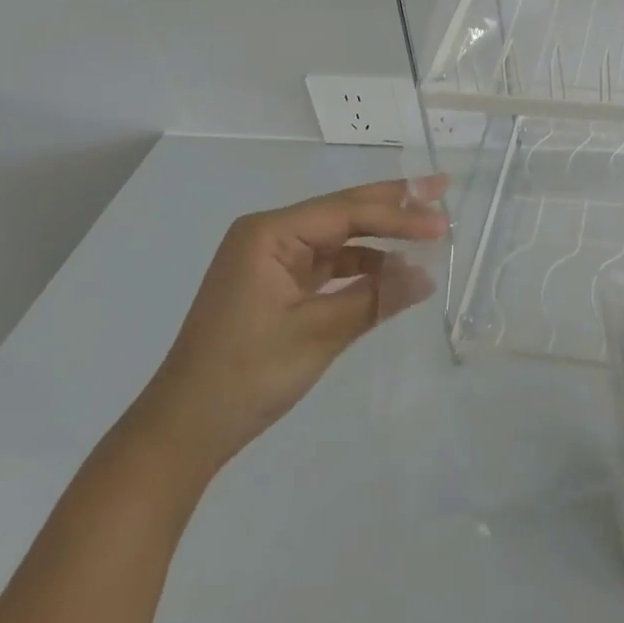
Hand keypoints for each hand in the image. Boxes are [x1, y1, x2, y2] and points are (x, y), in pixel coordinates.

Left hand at [126, 176, 447, 482]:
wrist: (181, 433)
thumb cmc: (245, 376)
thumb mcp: (317, 334)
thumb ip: (375, 298)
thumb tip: (428, 276)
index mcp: (269, 233)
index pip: (347, 212)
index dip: (398, 215)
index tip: (441, 222)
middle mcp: (269, 235)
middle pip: (342, 212)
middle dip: (393, 205)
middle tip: (440, 189)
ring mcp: (270, 260)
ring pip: (338, 237)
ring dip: (380, 239)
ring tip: (426, 234)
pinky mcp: (275, 284)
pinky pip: (327, 264)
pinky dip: (361, 267)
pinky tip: (391, 272)